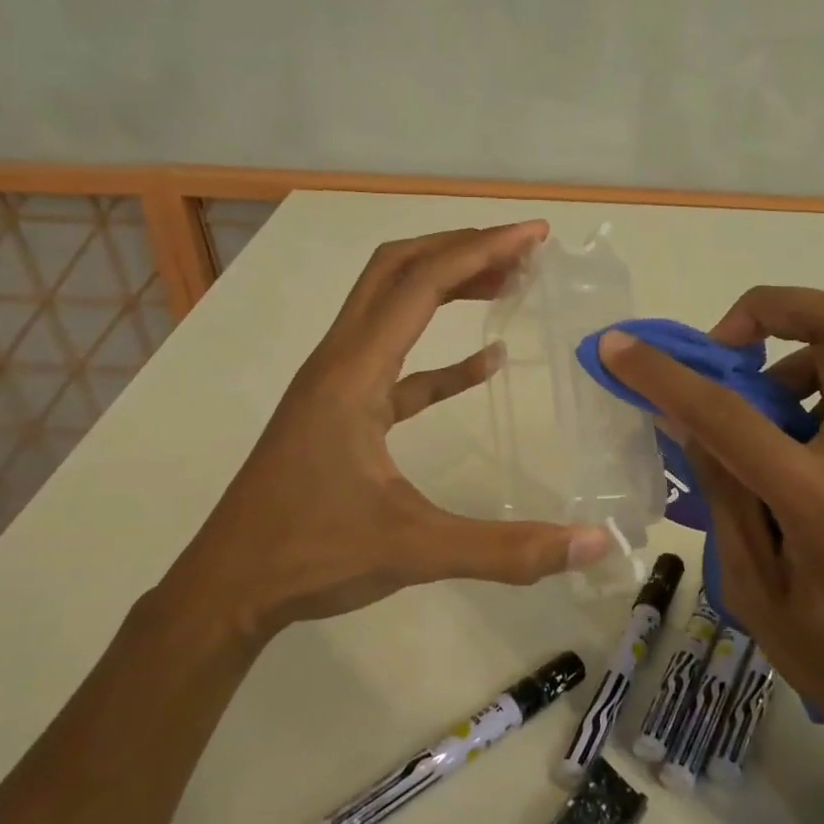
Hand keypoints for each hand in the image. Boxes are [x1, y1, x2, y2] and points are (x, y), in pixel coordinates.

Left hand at [190, 222, 613, 642]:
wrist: (228, 587)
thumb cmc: (311, 556)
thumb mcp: (415, 550)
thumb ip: (506, 550)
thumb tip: (595, 544)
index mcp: (354, 373)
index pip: (420, 283)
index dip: (480, 249)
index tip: (534, 236)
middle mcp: (339, 363)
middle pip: (397, 271)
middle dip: (461, 250)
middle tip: (524, 252)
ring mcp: (335, 387)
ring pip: (390, 309)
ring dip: (446, 288)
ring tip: (506, 286)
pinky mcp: (339, 415)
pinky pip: (395, 365)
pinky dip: (439, 355)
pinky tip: (482, 365)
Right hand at [598, 287, 823, 769]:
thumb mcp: (760, 597)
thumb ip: (726, 498)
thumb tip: (691, 426)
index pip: (730, 415)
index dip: (666, 376)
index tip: (621, 348)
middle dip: (773, 308)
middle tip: (725, 351)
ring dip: (790, 367)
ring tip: (752, 431)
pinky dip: (812, 406)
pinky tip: (788, 468)